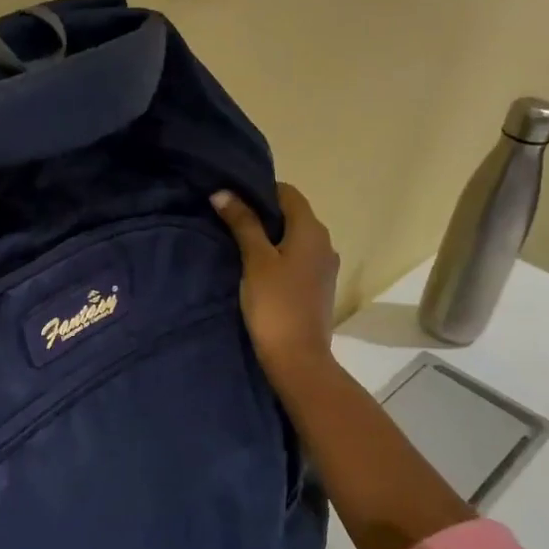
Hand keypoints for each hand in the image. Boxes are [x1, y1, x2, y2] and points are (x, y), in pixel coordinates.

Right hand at [212, 183, 340, 382]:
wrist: (298, 358)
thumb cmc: (275, 304)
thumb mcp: (255, 260)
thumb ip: (242, 224)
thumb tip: (223, 193)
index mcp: (311, 230)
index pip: (288, 193)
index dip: (261, 190)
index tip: (233, 198)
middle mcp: (324, 242)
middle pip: (293, 214)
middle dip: (263, 213)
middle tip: (229, 219)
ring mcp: (324, 266)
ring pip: (295, 237)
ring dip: (270, 236)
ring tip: (239, 243)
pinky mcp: (319, 286)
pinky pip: (298, 258)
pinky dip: (279, 255)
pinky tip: (257, 268)